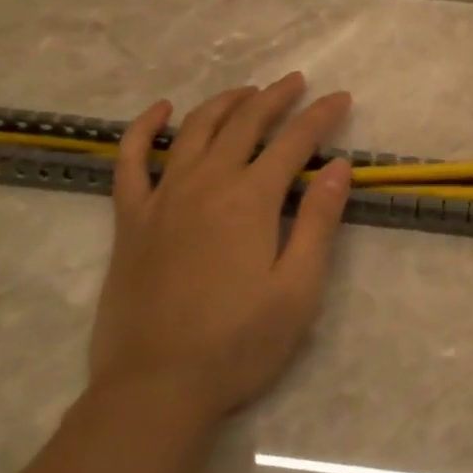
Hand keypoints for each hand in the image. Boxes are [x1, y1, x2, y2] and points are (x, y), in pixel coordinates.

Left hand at [89, 73, 352, 422]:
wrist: (156, 389)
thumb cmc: (239, 343)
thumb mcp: (298, 288)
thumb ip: (318, 220)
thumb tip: (340, 165)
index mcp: (251, 199)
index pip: (295, 141)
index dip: (321, 116)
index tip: (341, 98)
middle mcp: (207, 184)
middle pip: (245, 123)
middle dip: (276, 97)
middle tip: (297, 82)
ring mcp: (163, 199)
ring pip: (195, 130)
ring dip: (224, 103)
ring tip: (247, 91)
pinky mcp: (131, 221)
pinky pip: (131, 161)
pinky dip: (145, 129)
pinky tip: (162, 111)